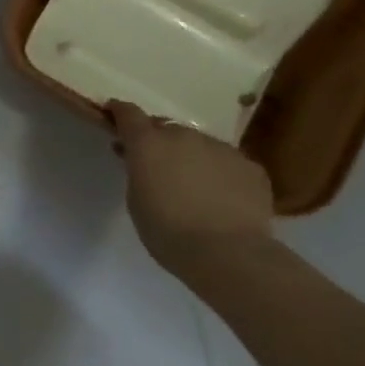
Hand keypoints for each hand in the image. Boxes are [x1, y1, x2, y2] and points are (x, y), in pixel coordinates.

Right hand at [106, 101, 275, 275]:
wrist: (227, 253)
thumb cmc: (166, 230)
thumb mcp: (136, 198)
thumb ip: (138, 171)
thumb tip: (146, 161)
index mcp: (149, 143)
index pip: (129, 114)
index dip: (119, 112)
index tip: (113, 113)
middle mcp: (185, 136)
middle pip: (167, 128)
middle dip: (158, 140)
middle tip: (155, 163)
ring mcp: (221, 148)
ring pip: (199, 144)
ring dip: (190, 156)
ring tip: (192, 184)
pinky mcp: (251, 167)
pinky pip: (227, 163)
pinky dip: (219, 172)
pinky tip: (221, 197)